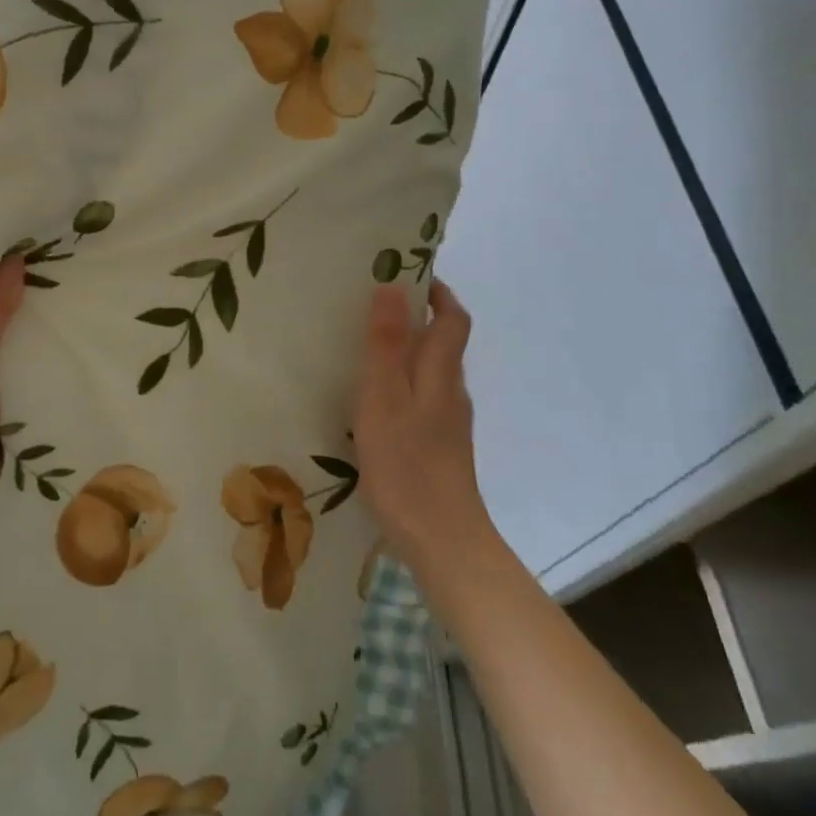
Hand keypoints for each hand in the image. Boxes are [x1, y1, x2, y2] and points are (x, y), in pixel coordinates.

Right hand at [352, 279, 498, 576]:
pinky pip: (422, 401)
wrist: (442, 542)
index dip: (437, 292)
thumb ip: (386, 344)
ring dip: (406, 353)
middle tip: (369, 308)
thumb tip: (392, 287)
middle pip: (443, 344)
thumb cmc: (406, 464)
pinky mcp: (439, 449)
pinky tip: (373, 404)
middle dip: (415, 319)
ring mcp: (448, 424)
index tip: (406, 273)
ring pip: (430, 374)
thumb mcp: (384, 398)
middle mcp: (451, 393)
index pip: (453, 319)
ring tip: (362, 351)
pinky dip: (402, 386)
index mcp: (441, 374)